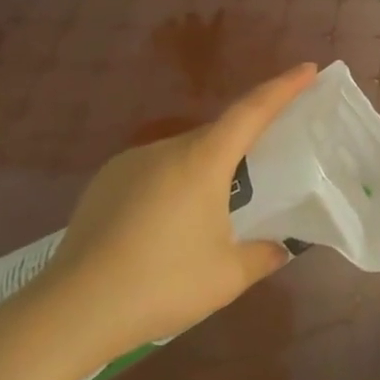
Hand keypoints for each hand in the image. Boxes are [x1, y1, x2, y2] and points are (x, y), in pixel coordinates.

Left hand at [13, 63, 319, 375]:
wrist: (72, 311)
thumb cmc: (162, 284)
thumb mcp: (228, 276)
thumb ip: (263, 255)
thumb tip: (280, 247)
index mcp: (202, 160)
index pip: (252, 110)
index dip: (283, 87)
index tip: (308, 68)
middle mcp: (165, 150)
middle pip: (218, 133)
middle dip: (246, 142)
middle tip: (267, 164)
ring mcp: (129, 164)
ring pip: (184, 154)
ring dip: (207, 170)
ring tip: (214, 212)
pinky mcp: (104, 184)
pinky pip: (154, 171)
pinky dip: (174, 185)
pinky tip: (169, 225)